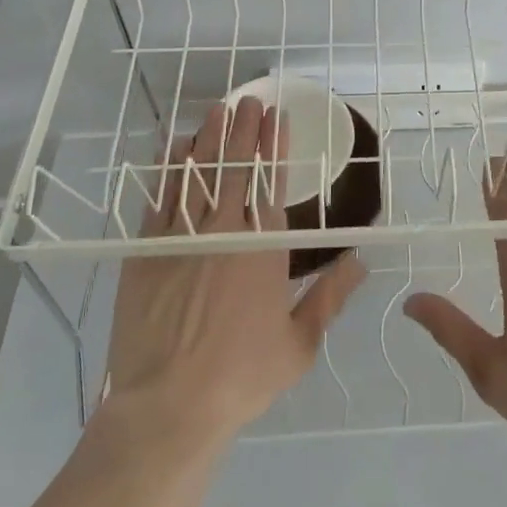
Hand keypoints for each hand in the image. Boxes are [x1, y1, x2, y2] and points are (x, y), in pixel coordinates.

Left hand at [105, 97, 366, 441]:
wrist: (168, 407)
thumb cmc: (241, 377)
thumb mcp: (299, 343)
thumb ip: (331, 295)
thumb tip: (361, 258)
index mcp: (263, 249)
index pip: (271, 183)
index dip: (274, 147)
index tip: (277, 118)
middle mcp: (223, 232)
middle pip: (235, 169)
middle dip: (245, 130)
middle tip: (249, 99)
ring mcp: (180, 238)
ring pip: (198, 175)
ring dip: (210, 139)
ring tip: (218, 109)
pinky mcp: (145, 252)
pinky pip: (160, 199)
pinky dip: (170, 170)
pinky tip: (176, 149)